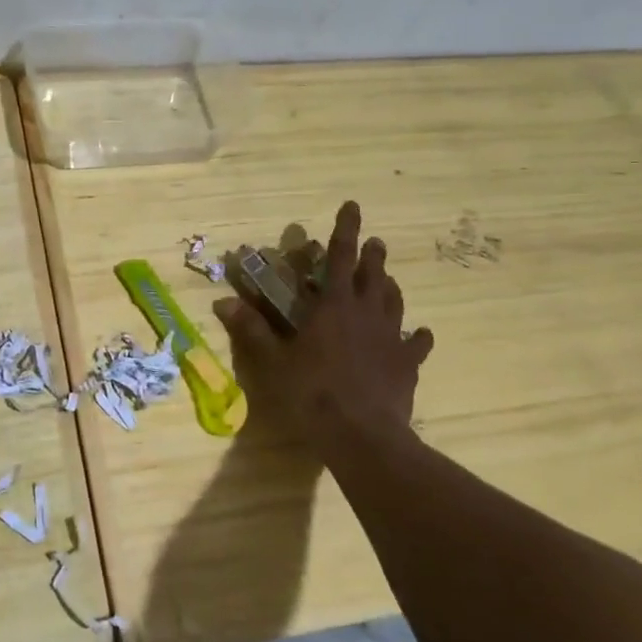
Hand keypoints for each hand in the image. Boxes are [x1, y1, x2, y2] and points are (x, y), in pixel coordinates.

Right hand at [214, 200, 434, 464]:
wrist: (362, 435)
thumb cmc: (312, 393)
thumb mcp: (273, 361)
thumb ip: (251, 329)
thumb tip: (222, 302)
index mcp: (333, 306)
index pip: (339, 257)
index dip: (345, 229)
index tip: (353, 206)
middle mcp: (366, 313)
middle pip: (373, 275)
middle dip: (372, 255)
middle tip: (375, 243)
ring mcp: (391, 338)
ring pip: (394, 302)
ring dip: (390, 287)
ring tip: (388, 279)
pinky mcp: (406, 364)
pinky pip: (416, 343)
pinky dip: (416, 336)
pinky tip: (419, 334)